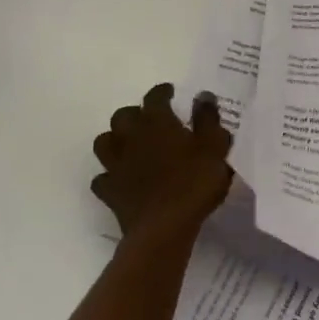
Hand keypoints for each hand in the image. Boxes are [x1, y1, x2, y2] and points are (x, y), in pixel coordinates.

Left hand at [91, 84, 232, 244]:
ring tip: (130, 144)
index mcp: (157, 122)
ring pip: (105, 142)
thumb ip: (208, 119)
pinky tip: (121, 178)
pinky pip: (103, 177)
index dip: (162, 92)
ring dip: (116, 139)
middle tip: (150, 120)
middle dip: (135, 113)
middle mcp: (131, 137)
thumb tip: (202, 95)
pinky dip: (110, 174)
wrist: (164, 227)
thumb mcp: (214, 146)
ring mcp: (116, 165)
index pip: (155, 97)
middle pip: (123, 116)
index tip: (170, 92)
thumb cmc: (194, 182)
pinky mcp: (110, 191)